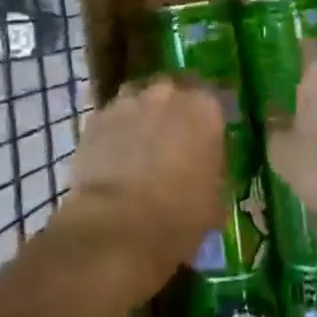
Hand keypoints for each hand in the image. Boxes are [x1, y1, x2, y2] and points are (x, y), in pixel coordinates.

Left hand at [67, 78, 227, 291]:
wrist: (116, 225)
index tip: (213, 133)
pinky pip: (114, 117)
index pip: (219, 96)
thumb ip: (213, 167)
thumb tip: (206, 164)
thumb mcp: (215, 198)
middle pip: (177, 91)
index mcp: (205, 108)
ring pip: (141, 98)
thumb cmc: (178, 216)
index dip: (214, 116)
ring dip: (145, 114)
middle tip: (176, 137)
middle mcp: (168, 93)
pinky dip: (117, 130)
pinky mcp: (97, 116)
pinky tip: (116, 154)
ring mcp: (129, 101)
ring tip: (143, 143)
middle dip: (177, 109)